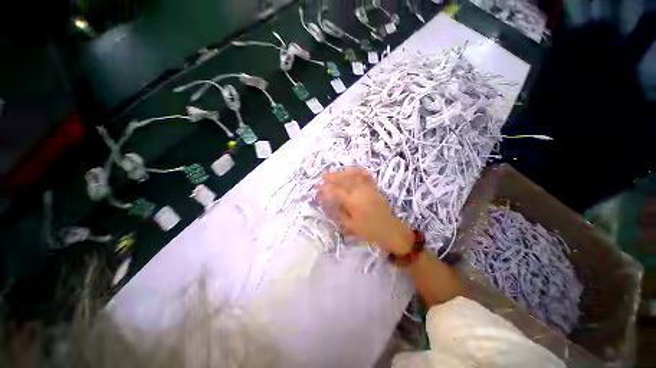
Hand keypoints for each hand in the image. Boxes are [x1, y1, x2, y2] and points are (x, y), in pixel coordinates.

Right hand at [317, 168, 413, 254]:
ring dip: (343, 173)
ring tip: (334, 173)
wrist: (389, 230)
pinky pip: (365, 176)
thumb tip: (327, 204)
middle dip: (332, 177)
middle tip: (323, 176)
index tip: (318, 188)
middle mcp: (361, 192)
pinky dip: (357, 172)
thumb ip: (338, 213)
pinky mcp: (374, 188)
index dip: (326, 188)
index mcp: (353, 202)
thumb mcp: (350, 225)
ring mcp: (369, 188)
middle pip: (344, 180)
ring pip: (354, 176)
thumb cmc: (368, 230)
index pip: (336, 191)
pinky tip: (352, 170)